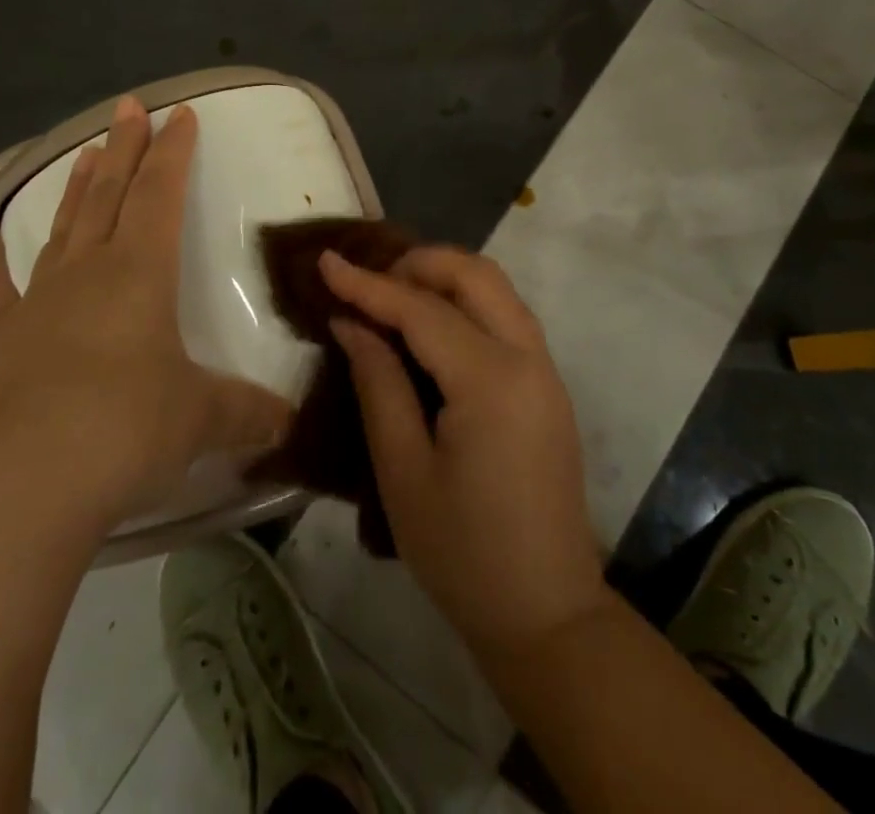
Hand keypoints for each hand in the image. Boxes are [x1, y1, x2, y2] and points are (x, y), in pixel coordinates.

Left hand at [0, 96, 293, 537]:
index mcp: (141, 273)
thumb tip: (291, 422)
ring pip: (63, 228)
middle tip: (128, 107)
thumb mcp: (201, 420)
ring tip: (85, 151)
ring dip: (77, 189)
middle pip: (111, 194)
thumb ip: (248, 412)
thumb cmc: (125, 432)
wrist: (22, 485)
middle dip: (124, 148)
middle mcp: (88, 272)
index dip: (173, 152)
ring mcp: (35, 301)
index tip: (180, 113)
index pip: (161, 194)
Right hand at [322, 247, 608, 659]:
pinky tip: (431, 326)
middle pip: (474, 275)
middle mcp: (527, 357)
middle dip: (417, 264)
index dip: (368, 284)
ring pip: (496, 288)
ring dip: (444, 278)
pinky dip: (467, 302)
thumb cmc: (463, 552)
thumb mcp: (403, 470)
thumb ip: (378, 383)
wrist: (547, 613)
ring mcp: (546, 369)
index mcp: (491, 380)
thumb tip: (351, 322)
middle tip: (367, 284)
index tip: (326, 261)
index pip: (421, 310)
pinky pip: (506, 316)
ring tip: (392, 298)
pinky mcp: (548, 384)